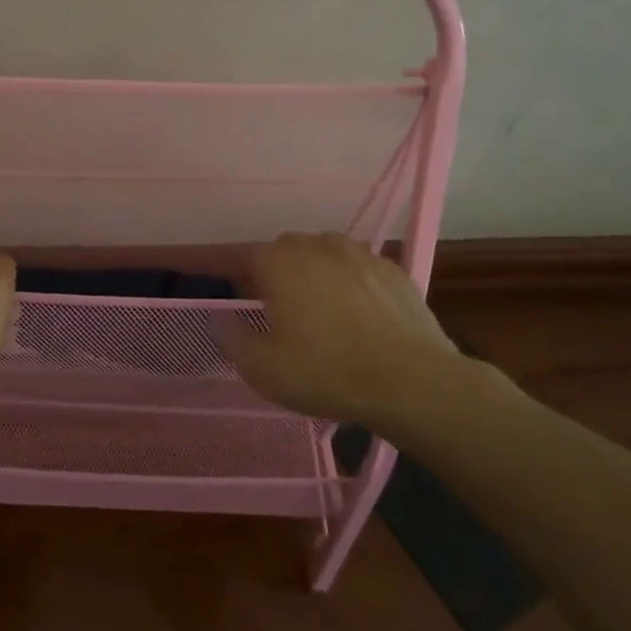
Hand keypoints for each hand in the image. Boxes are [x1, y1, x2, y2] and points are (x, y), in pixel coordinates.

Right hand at [228, 233, 464, 423]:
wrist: (411, 383)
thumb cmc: (327, 373)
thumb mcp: (262, 369)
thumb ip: (231, 339)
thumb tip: (219, 320)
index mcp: (281, 264)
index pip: (250, 257)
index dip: (245, 280)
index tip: (249, 306)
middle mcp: (318, 247)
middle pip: (289, 247)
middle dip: (281, 270)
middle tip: (284, 308)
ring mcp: (361, 255)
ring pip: (327, 250)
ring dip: (318, 269)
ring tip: (323, 304)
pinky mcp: (394, 270)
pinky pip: (362, 265)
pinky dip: (353, 279)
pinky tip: (361, 310)